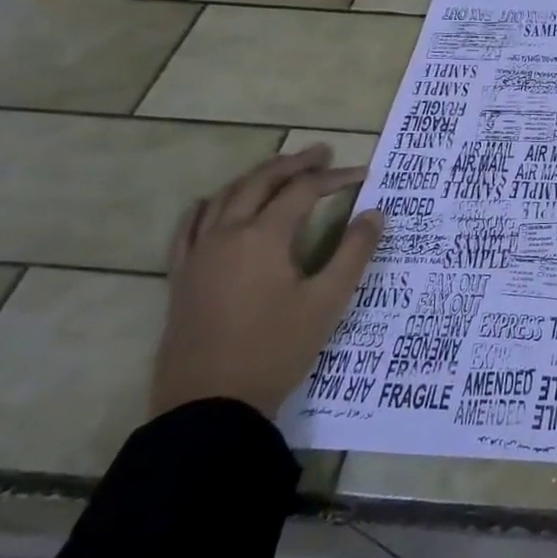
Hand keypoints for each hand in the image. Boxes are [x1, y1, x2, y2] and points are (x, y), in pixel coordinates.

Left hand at [151, 144, 381, 420]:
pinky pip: (188, 227)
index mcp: (262, 237)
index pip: (303, 191)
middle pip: (259, 182)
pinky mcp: (181, 277)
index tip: (362, 174)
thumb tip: (375, 214)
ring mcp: (197, 255)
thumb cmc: (276, 349)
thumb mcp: (327, 301)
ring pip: (224, 198)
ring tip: (280, 170)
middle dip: (293, 164)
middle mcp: (226, 235)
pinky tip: (213, 203)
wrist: (211, 404)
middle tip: (322, 152)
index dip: (334, 178)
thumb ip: (354, 253)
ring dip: (256, 177)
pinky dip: (206, 206)